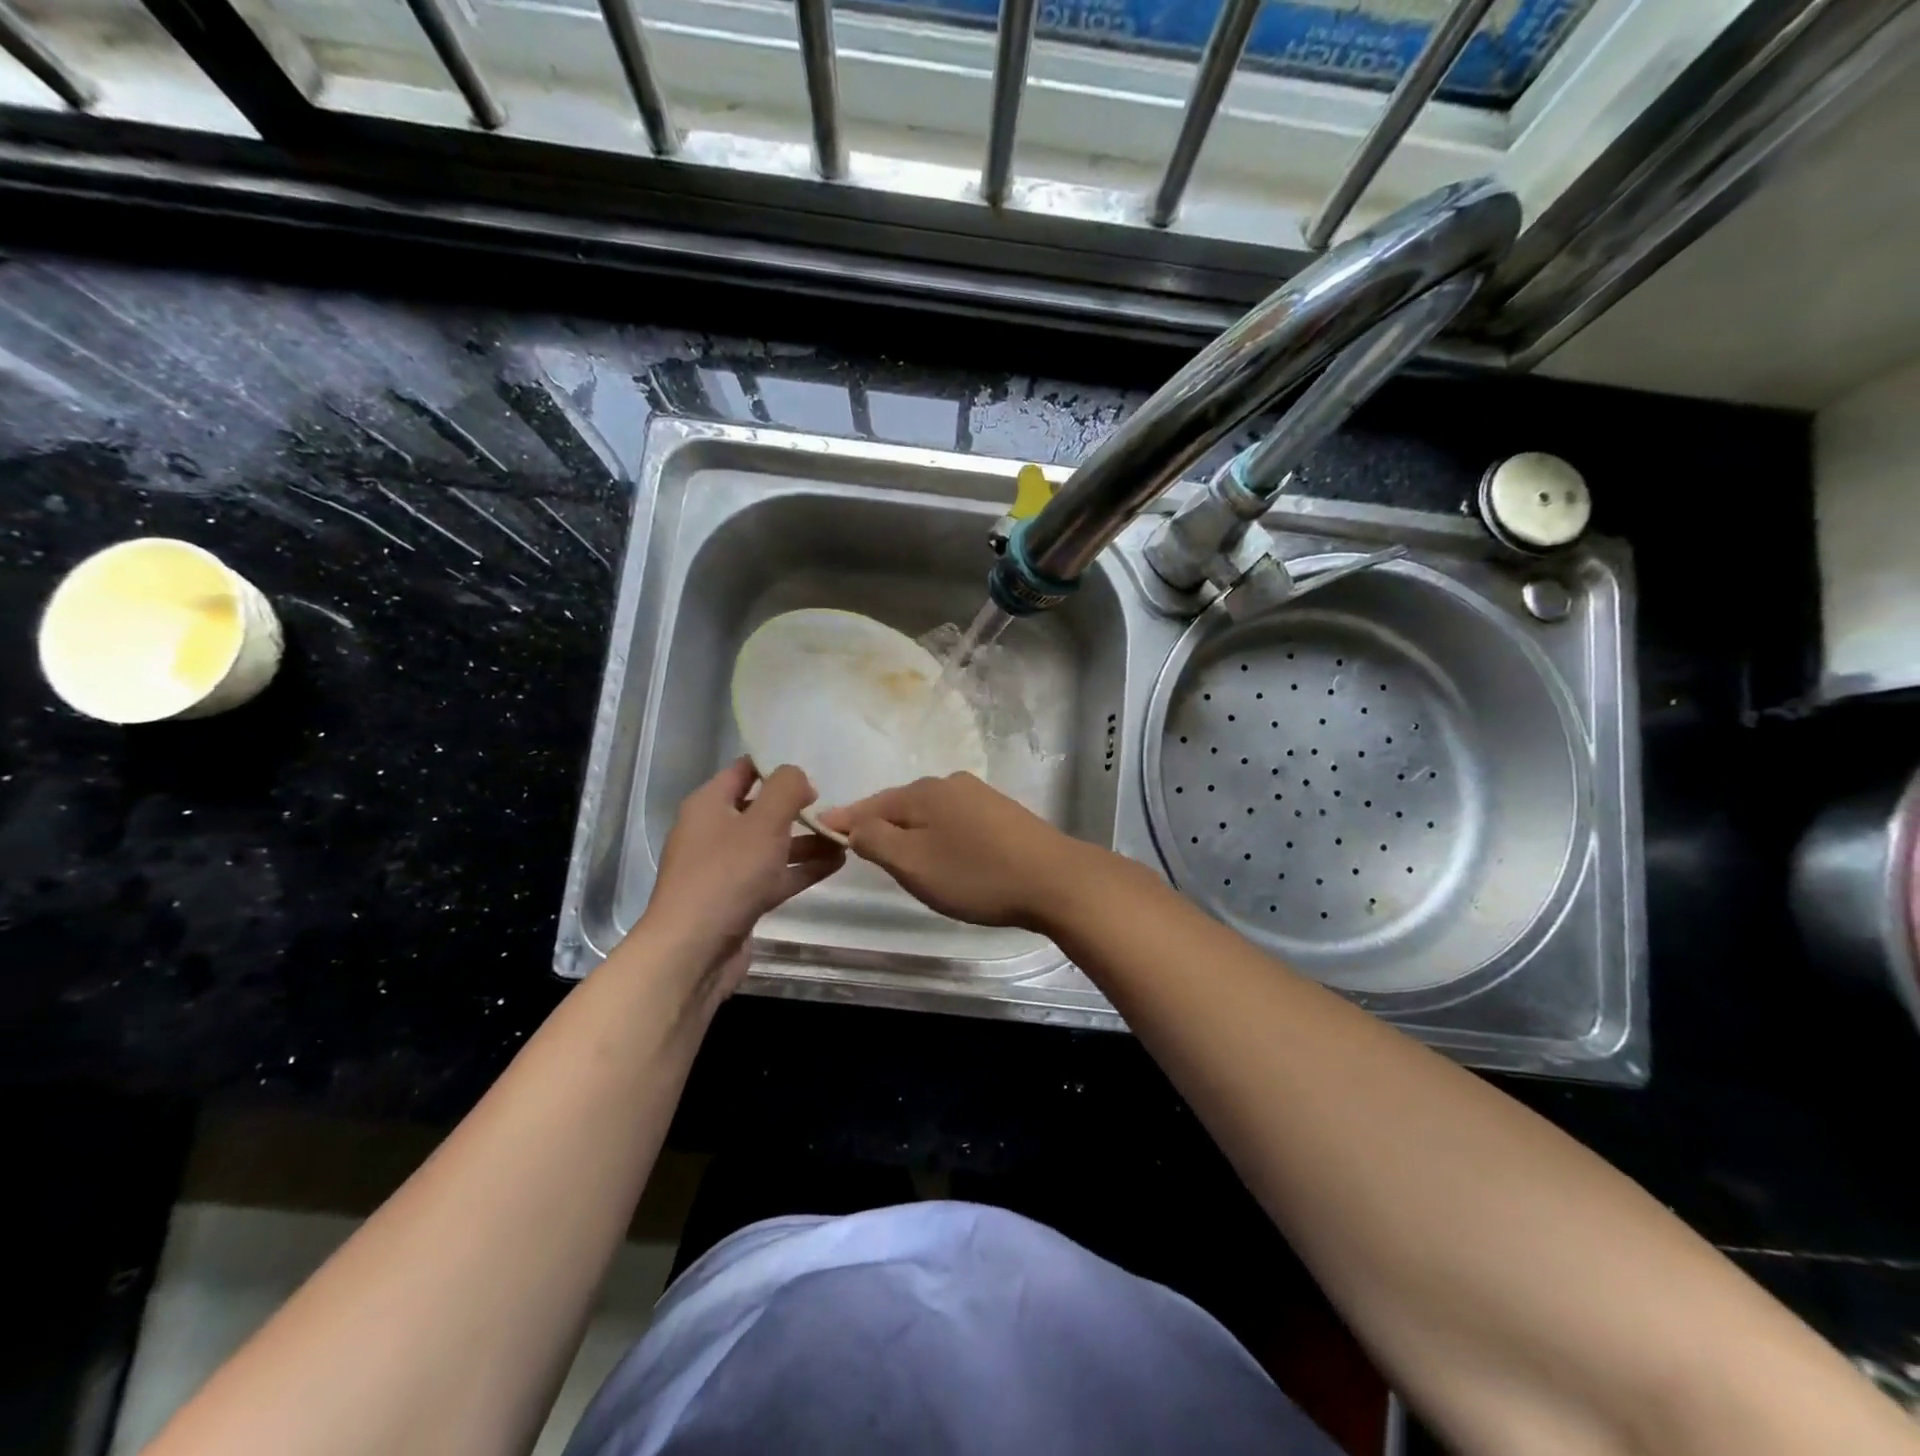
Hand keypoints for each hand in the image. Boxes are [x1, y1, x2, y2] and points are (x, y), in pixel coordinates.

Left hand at [636, 758, 843, 995]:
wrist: (693, 952)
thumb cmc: (727, 875)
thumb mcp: (764, 821)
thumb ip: (786, 788)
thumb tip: (799, 778)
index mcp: (710, 804)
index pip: (745, 770)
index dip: (778, 767)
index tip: (814, 771)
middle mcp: (714, 832)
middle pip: (762, 808)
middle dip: (798, 807)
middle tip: (835, 807)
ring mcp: (727, 869)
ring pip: (773, 845)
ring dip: (807, 840)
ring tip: (845, 837)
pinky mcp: (740, 899)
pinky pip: (776, 875)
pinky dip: (803, 868)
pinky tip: (836, 863)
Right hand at [817, 772, 1084, 929]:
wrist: (1055, 880)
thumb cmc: (975, 875)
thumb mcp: (913, 864)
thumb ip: (875, 841)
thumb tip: (852, 823)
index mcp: (923, 792)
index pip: (870, 805)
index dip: (844, 821)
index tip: (819, 831)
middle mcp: (950, 784)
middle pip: (901, 806)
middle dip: (881, 829)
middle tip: (866, 858)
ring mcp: (980, 796)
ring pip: (930, 815)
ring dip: (913, 835)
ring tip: (907, 864)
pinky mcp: (1003, 814)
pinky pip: (956, 823)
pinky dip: (941, 838)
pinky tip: (949, 859)